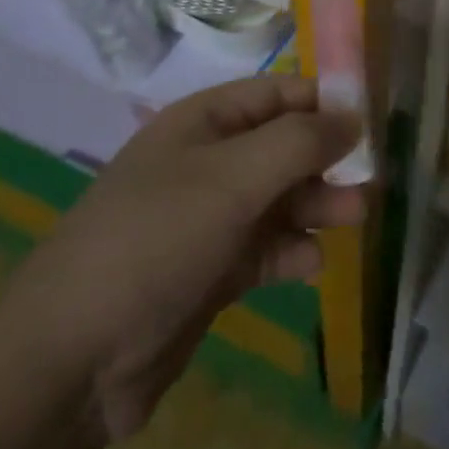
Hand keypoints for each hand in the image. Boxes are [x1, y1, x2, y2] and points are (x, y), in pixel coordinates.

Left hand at [20, 76, 365, 439]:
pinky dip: (289, 252)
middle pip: (280, 147)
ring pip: (276, 199)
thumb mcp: (231, 178)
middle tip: (372, 180)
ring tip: (356, 218)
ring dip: (316, 205)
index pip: (274, 93)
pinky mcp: (209, 272)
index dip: (321, 100)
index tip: (372, 119)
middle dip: (325, 159)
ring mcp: (206, 219)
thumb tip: (352, 116)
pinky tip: (310, 265)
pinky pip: (262, 249)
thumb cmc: (157, 238)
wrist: (76, 354)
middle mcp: (206, 162)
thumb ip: (297, 143)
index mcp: (202, 123)